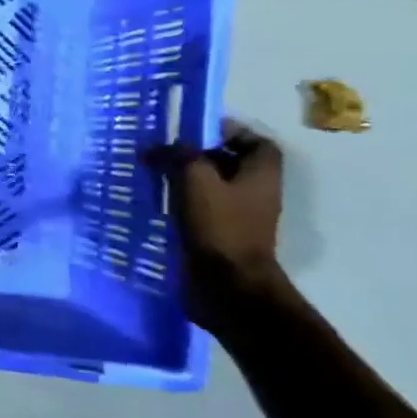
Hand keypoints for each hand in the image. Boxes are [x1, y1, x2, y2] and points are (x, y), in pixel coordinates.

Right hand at [152, 119, 289, 323]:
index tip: (193, 132)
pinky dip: (182, 204)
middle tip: (164, 152)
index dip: (226, 131)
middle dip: (197, 155)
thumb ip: (177, 155)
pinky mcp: (221, 236)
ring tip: (155, 176)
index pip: (253, 140)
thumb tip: (156, 148)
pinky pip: (202, 211)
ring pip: (212, 188)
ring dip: (185, 180)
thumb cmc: (219, 226)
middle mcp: (256, 192)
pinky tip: (158, 205)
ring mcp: (240, 217)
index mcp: (261, 173)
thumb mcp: (195, 179)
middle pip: (229, 163)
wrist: (227, 286)